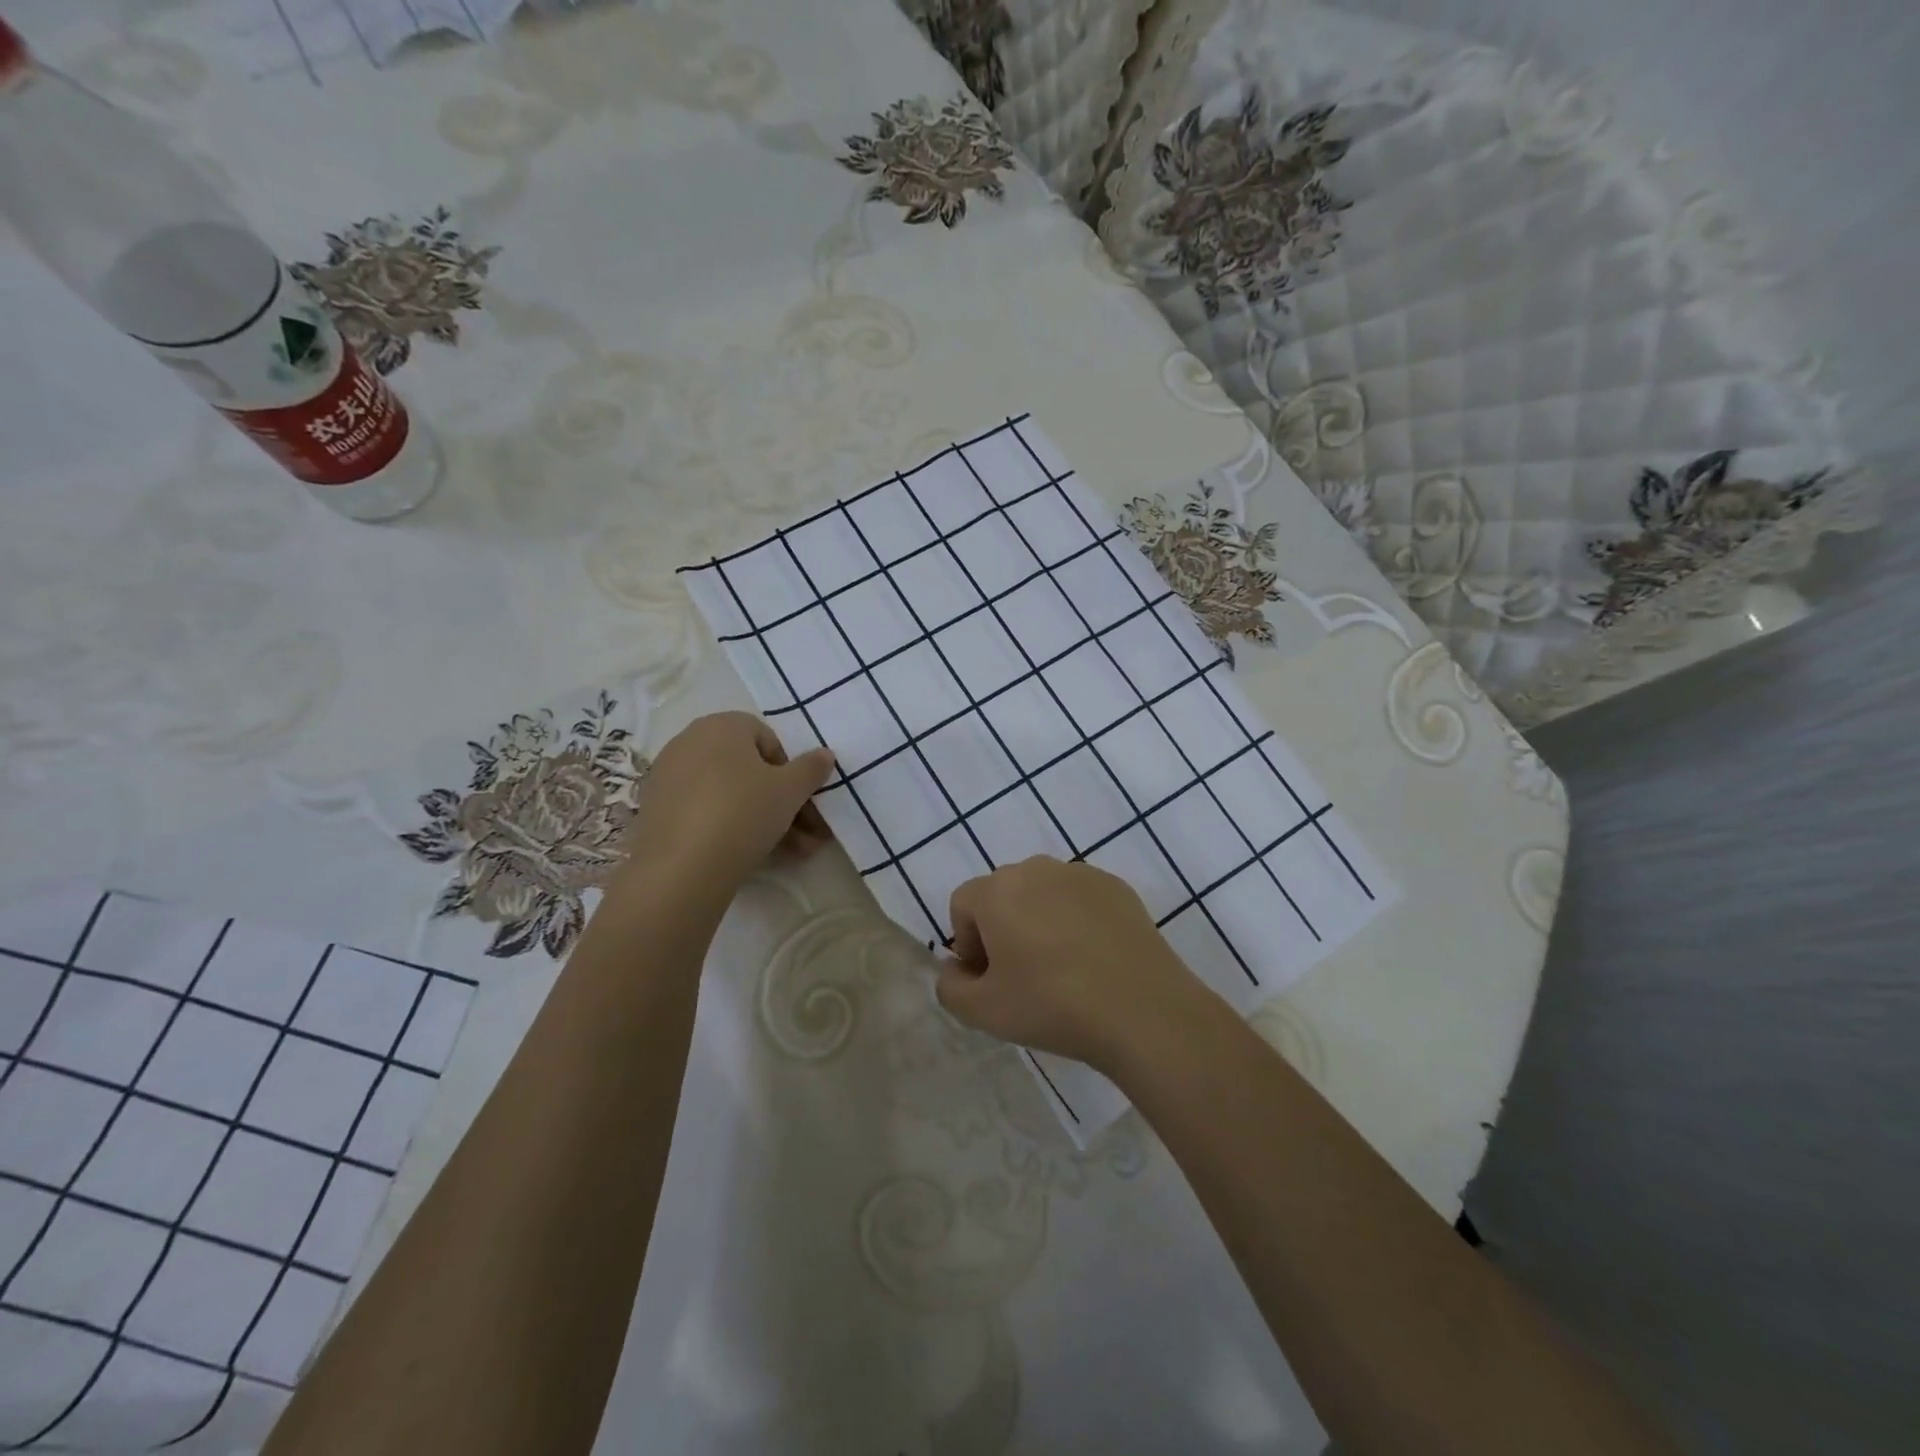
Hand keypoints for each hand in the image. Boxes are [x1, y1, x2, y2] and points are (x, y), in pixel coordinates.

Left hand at [623, 713, 834, 896]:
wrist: (681, 868)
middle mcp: (689, 742)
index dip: (789, 768)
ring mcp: (668, 777)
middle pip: (747, 769)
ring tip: (793, 853)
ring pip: (729, 795)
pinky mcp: (656, 811)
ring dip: (763, 820)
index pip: (766, 737)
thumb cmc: (743, 812)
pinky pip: (704, 812)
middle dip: (782, 802)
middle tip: (807, 833)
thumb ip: (811, 768)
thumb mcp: (790, 790)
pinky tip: (752, 856)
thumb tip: (825, 754)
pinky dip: (728, 828)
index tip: (800, 798)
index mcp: (721, 725)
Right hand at [935, 857, 1214, 1071]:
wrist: (1141, 1010)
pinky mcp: (1117, 887)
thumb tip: (955, 969)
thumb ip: (950, 987)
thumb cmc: (1051, 1005)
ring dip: (1039, 921)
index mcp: (998, 890)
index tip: (990, 979)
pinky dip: (1076, 921)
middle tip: (1022, 976)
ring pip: (1043, 894)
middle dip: (1002, 929)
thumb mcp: (982, 1012)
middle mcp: (1036, 869)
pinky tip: (1094, 960)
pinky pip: (1080, 899)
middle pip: (1003, 894)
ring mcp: (1081, 874)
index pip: (963, 905)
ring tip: (1061, 968)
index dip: (967, 943)